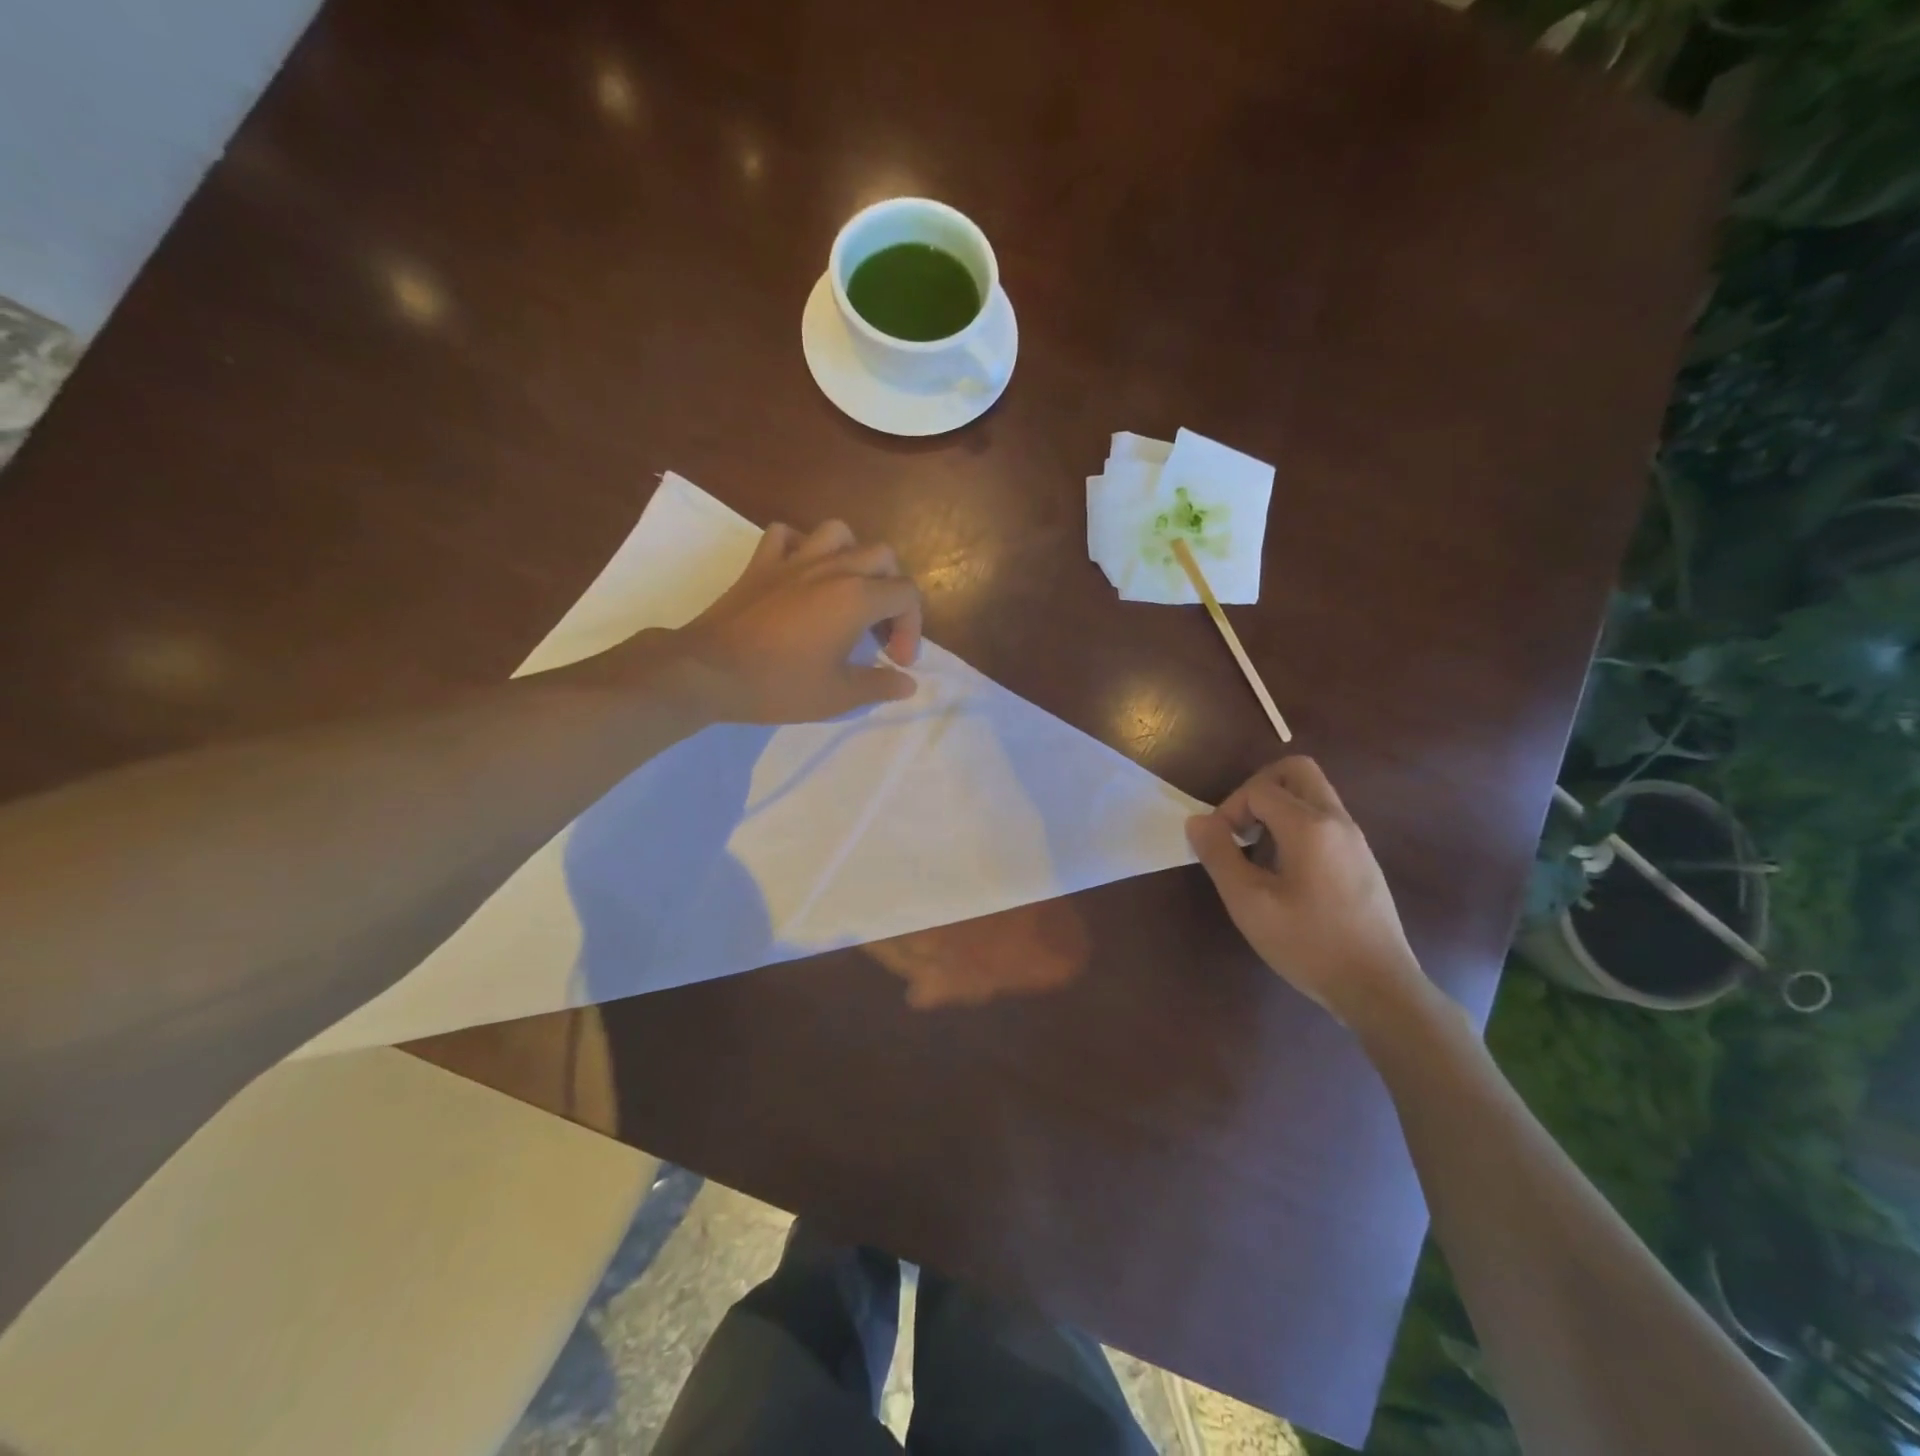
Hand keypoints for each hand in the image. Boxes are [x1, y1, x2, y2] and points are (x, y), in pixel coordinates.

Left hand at [671, 518, 922, 723]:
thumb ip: (880, 685)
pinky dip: (800, 546)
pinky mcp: (761, 563)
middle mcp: (833, 568)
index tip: (896, 660)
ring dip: (853, 556)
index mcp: (857, 597)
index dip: (912, 628)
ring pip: (839, 533)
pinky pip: (786, 535)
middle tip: (878, 629)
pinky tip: (801, 573)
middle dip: (892, 590)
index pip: (907, 594)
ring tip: (849, 589)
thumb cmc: (779, 684)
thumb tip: (907, 683)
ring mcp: (795, 560)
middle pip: (883, 556)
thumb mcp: (838, 696)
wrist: (710, 671)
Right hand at [1185, 757, 1431, 1029]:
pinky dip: (1297, 827)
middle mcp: (1337, 821)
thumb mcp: (1249, 902)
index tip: (1219, 846)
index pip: (1259, 788)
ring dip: (1278, 808)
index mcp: (1309, 826)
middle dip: (1258, 788)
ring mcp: (1355, 839)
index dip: (1229, 809)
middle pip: (1296, 771)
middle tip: (1241, 826)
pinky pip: (1324, 820)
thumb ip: (1219, 854)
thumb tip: (1197, 821)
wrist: (1378, 987)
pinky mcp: (1362, 860)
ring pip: (1312, 794)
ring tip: (1258, 852)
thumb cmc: (1308, 943)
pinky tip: (1285, 873)